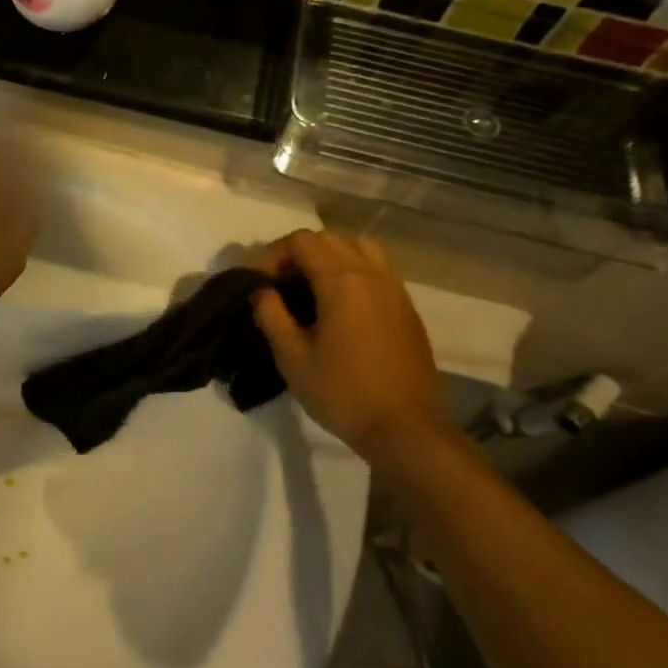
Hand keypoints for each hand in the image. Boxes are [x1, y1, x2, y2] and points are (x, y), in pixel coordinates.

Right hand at [251, 231, 446, 464]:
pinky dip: (353, 273)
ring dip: (330, 257)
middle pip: (330, 239)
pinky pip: (377, 270)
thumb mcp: (292, 357)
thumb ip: (271, 315)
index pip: (302, 241)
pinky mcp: (407, 308)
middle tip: (281, 286)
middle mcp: (372, 274)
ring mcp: (395, 289)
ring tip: (312, 288)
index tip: (261, 285)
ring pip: (359, 248)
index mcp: (342, 281)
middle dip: (299, 254)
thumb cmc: (342, 393)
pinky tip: (340, 308)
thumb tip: (262, 291)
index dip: (274, 255)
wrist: (405, 428)